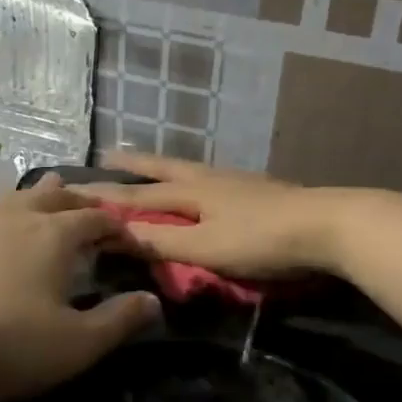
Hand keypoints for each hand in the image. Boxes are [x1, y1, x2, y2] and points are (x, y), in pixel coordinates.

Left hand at [0, 175, 160, 401]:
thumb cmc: (1, 345)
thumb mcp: (74, 345)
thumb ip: (118, 321)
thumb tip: (154, 300)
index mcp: (54, 236)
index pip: (97, 219)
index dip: (119, 227)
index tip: (132, 241)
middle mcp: (15, 218)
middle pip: (55, 197)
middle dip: (79, 201)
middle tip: (92, 212)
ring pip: (10, 199)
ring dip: (32, 199)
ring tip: (43, 201)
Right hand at [79, 153, 350, 279]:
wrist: (328, 225)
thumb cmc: (261, 239)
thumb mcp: (205, 247)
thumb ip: (162, 242)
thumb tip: (115, 235)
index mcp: (192, 191)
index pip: (139, 194)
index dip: (106, 195)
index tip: (73, 188)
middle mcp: (210, 178)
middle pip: (164, 167)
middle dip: (135, 164)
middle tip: (109, 154)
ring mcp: (237, 182)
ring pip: (190, 169)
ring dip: (163, 167)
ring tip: (151, 167)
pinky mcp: (259, 191)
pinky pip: (211, 179)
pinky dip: (192, 179)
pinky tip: (203, 188)